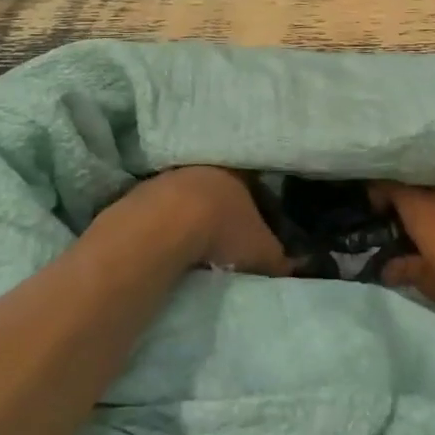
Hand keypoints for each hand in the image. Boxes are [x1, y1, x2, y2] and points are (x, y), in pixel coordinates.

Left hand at [136, 167, 288, 276]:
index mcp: (240, 172)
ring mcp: (171, 178)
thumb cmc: (223, 231)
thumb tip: (294, 267)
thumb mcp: (262, 251)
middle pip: (219, 186)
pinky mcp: (141, 194)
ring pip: (188, 196)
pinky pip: (162, 209)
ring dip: (191, 215)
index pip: (255, 181)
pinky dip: (167, 224)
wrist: (164, 226)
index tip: (260, 220)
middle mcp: (206, 167)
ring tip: (197, 243)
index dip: (259, 201)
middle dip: (223, 207)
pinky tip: (169, 244)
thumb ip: (279, 259)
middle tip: (228, 233)